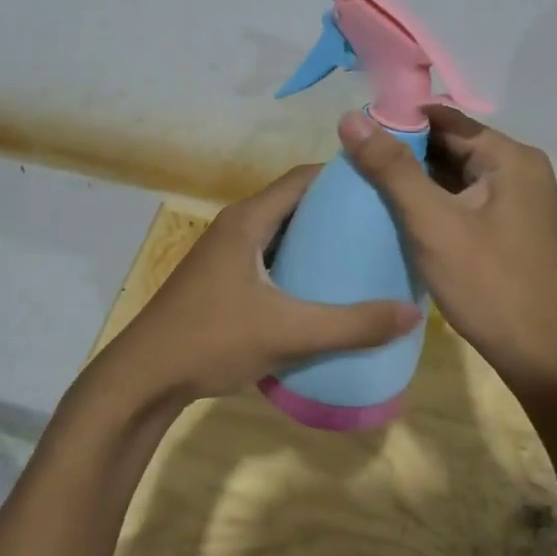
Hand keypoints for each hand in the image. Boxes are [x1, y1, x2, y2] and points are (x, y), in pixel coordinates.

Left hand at [98, 165, 420, 405]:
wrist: (144, 378)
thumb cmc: (212, 340)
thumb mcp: (288, 333)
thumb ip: (352, 325)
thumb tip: (412, 313)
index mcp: (248, 220)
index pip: (303, 178)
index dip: (343, 177)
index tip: (384, 188)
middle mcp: (237, 227)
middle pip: (295, 203)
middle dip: (337, 209)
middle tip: (383, 225)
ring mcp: (227, 254)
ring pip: (282, 232)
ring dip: (318, 238)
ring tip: (363, 254)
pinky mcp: (224, 279)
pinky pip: (271, 256)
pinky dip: (299, 262)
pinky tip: (324, 287)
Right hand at [338, 106, 556, 392]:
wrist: (542, 355)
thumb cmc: (488, 283)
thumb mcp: (433, 223)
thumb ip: (392, 169)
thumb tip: (350, 118)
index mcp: (509, 157)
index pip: (445, 119)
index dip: (398, 120)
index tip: (354, 132)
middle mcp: (519, 170)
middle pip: (452, 146)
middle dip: (405, 152)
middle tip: (353, 161)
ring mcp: (518, 201)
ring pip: (456, 175)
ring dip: (417, 180)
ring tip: (366, 184)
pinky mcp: (510, 228)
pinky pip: (465, 200)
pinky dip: (434, 202)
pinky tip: (400, 213)